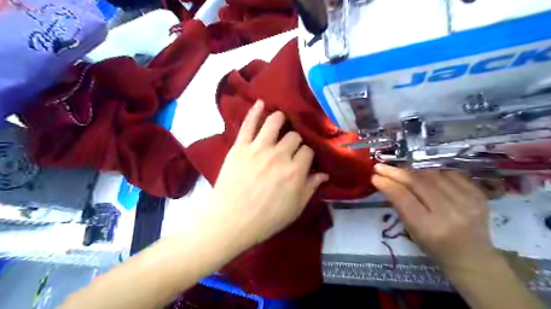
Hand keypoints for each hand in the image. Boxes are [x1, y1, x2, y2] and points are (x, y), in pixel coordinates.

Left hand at [207, 101, 325, 246]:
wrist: (232, 223)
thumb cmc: (267, 219)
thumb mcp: (295, 208)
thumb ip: (311, 188)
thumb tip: (324, 173)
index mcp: (295, 171)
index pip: (308, 151)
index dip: (307, 155)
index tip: (303, 160)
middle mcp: (279, 155)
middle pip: (293, 136)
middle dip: (295, 141)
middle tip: (290, 148)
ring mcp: (258, 149)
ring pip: (274, 123)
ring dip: (280, 119)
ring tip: (281, 120)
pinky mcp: (239, 148)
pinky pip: (248, 124)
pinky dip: (254, 112)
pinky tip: (261, 103)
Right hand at [374, 164, 494, 269]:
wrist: (473, 257)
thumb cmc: (435, 248)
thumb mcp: (412, 231)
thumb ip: (400, 205)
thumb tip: (384, 181)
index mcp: (430, 228)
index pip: (404, 197)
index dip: (387, 184)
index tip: (375, 176)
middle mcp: (451, 213)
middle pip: (418, 182)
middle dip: (396, 172)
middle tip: (381, 167)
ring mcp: (468, 202)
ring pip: (432, 174)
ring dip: (412, 170)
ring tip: (401, 171)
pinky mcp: (479, 194)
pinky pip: (450, 174)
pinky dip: (433, 171)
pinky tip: (423, 174)